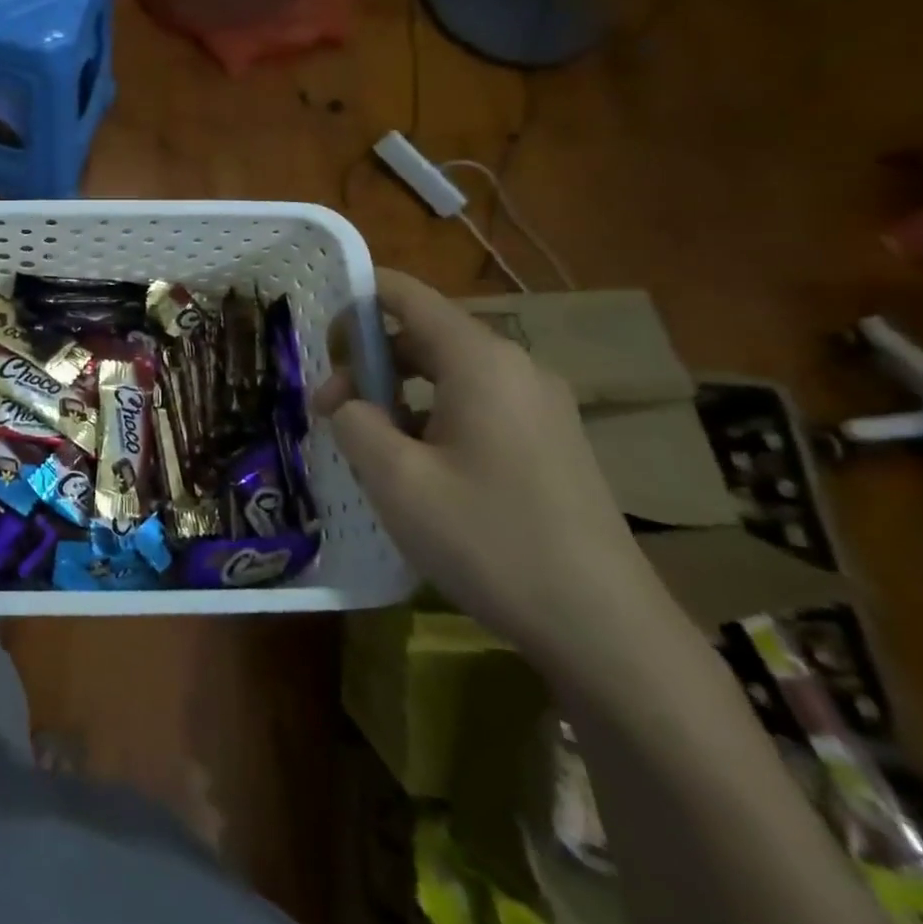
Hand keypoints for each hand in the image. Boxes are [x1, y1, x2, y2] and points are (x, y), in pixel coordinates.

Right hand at [326, 270, 678, 684]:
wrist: (603, 627)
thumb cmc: (489, 539)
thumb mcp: (396, 480)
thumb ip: (355, 423)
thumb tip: (347, 404)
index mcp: (480, 361)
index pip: (408, 296)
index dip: (357, 301)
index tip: (319, 338)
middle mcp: (515, 368)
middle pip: (425, 335)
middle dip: (369, 362)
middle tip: (330, 410)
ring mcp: (540, 406)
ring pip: (449, 374)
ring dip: (398, 393)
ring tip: (367, 443)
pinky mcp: (551, 442)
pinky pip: (476, 404)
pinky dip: (432, 415)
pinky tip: (416, 467)